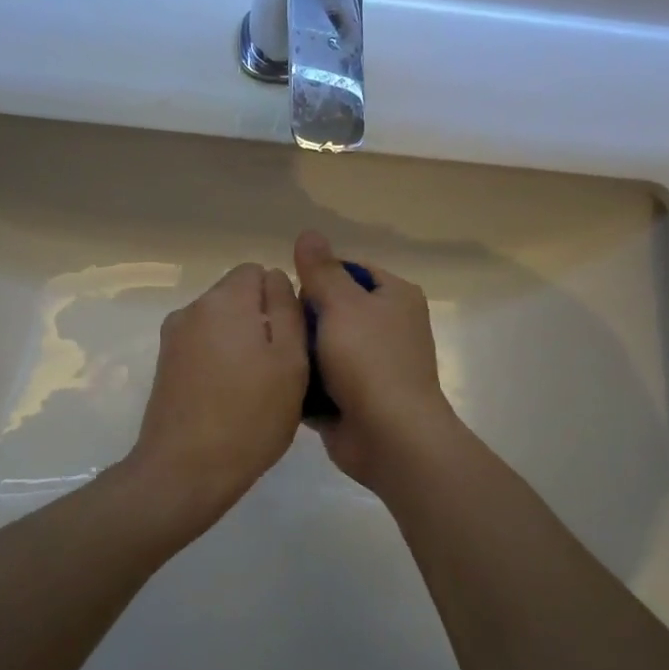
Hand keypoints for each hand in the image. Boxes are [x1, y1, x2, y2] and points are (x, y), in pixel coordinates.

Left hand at [128, 262, 307, 523]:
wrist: (184, 470)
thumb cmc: (250, 416)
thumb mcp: (290, 360)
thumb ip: (287, 309)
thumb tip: (276, 277)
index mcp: (224, 300)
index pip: (258, 271)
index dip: (280, 299)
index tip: (291, 338)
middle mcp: (193, 308)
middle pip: (236, 296)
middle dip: (260, 320)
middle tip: (278, 368)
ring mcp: (173, 337)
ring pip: (220, 323)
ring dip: (240, 342)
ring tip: (255, 387)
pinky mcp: (165, 365)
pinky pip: (203, 346)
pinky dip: (219, 360)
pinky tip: (229, 397)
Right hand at [294, 230, 461, 489]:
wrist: (390, 437)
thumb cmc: (369, 361)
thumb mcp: (341, 305)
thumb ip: (321, 270)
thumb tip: (308, 232)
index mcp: (395, 297)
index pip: (350, 270)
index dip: (318, 277)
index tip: (291, 293)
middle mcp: (389, 327)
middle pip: (334, 308)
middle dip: (305, 318)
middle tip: (278, 327)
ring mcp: (374, 365)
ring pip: (325, 346)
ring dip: (302, 352)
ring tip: (273, 353)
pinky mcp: (358, 397)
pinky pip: (323, 380)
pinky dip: (306, 382)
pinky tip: (279, 381)